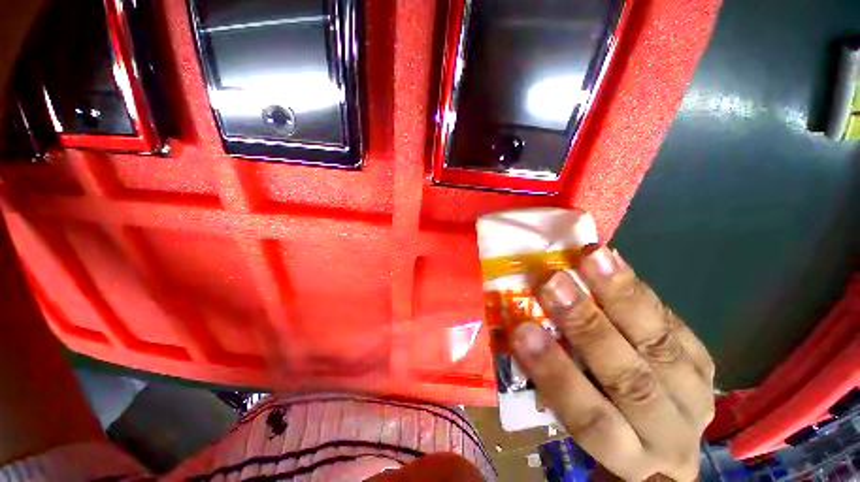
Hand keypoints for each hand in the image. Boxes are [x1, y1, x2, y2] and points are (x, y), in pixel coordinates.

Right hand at [512, 246, 714, 480]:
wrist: (664, 436)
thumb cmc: (603, 422)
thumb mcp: (575, 417)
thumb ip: (552, 378)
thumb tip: (521, 325)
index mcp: (624, 453)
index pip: (590, 420)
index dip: (556, 374)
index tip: (522, 330)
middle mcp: (668, 431)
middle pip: (630, 380)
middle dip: (587, 326)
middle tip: (553, 282)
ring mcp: (694, 393)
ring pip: (661, 346)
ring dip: (621, 297)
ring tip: (591, 258)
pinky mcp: (703, 362)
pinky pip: (674, 324)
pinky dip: (640, 290)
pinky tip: (615, 260)